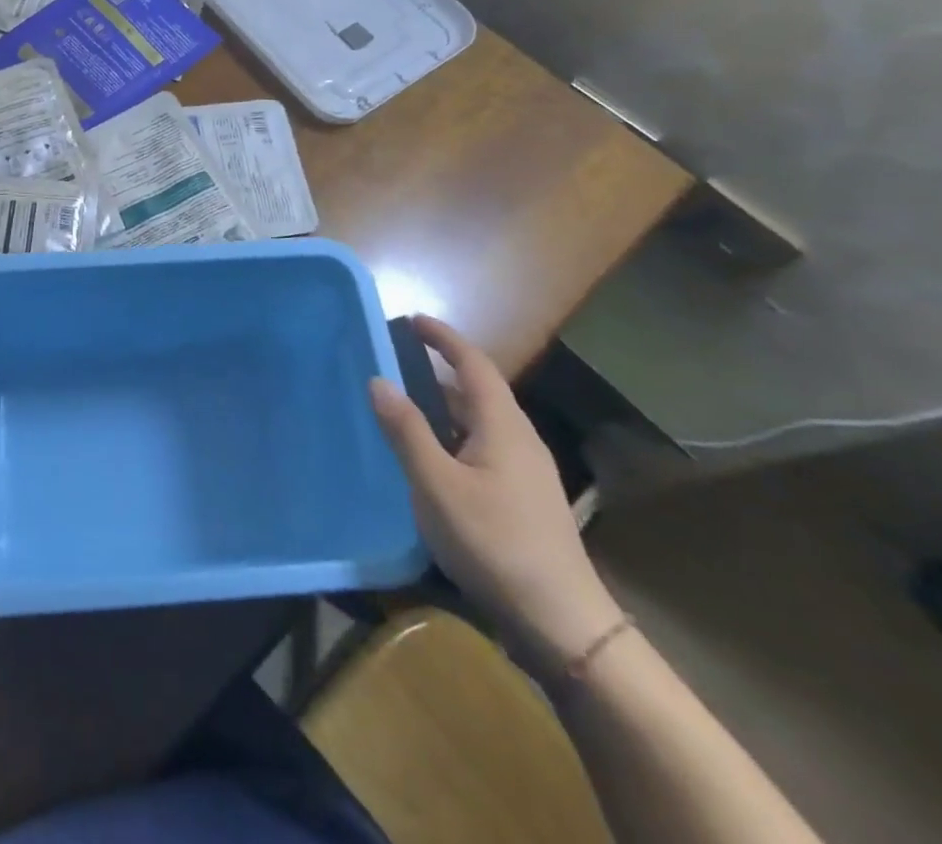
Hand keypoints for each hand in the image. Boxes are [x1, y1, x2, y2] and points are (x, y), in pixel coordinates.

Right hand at [370, 316, 621, 672]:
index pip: (473, 363)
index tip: (411, 319)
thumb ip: (407, 431)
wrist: (562, 622)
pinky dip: (452, 436)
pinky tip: (430, 460)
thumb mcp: (436, 485)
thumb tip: (379, 380)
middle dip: (438, 371)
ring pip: (479, 422)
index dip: (443, 338)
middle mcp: (519, 439)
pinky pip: (482, 448)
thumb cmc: (494, 543)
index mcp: (502, 426)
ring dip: (443, 407)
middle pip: (477, 390)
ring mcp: (526, 471)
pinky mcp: (524, 499)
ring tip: (403, 407)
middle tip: (394, 363)